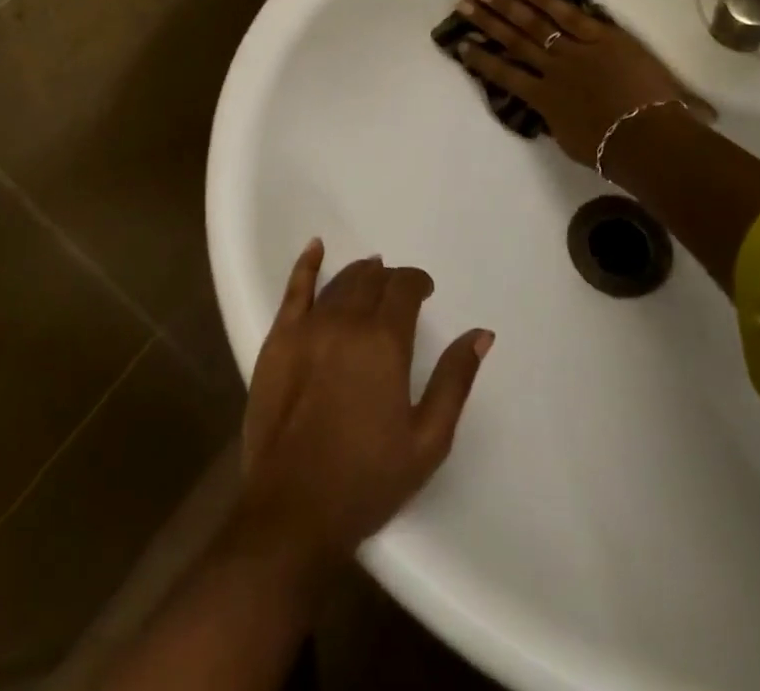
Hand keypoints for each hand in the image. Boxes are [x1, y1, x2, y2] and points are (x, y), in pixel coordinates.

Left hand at [239, 241, 493, 566]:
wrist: (293, 511)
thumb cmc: (367, 480)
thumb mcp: (427, 440)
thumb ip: (455, 380)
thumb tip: (482, 333)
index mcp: (385, 342)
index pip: (404, 289)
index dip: (417, 282)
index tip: (426, 292)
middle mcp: (346, 322)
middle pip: (372, 281)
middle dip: (391, 280)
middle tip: (400, 294)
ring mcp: (307, 328)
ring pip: (340, 282)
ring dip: (360, 274)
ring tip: (371, 275)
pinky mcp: (277, 340)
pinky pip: (294, 289)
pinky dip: (307, 265)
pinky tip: (316, 248)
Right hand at [455, 0, 709, 167]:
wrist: (647, 138)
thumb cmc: (611, 151)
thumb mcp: (570, 140)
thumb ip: (554, 119)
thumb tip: (547, 107)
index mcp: (544, 100)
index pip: (504, 75)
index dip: (481, 59)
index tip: (460, 43)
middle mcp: (553, 70)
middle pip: (514, 41)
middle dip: (487, 22)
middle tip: (465, 4)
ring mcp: (577, 50)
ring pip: (536, 24)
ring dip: (509, 6)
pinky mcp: (603, 37)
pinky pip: (571, 15)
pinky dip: (548, 0)